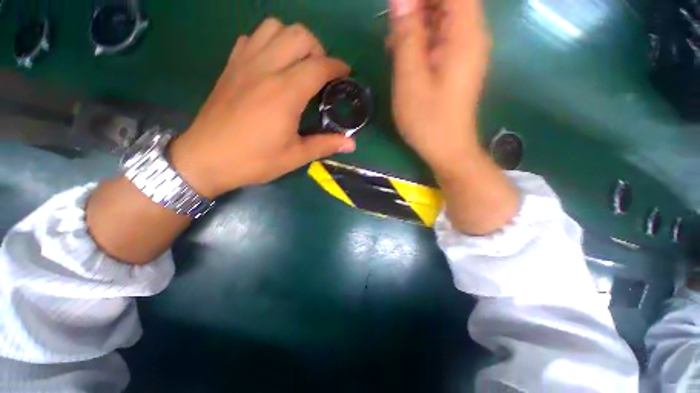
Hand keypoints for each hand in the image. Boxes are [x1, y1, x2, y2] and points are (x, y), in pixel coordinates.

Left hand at [171, 18, 355, 197]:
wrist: (205, 159)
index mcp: (285, 93)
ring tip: (298, 64)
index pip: (319, 66)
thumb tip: (352, 144)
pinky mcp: (230, 67)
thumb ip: (325, 145)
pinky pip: (251, 38)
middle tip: (321, 72)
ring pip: (274, 28)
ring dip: (292, 40)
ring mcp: (244, 64)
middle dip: (317, 49)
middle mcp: (266, 69)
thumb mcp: (295, 157)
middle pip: (299, 35)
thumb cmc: (254, 160)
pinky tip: (271, 64)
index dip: (337, 66)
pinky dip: (267, 42)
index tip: (345, 73)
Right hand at [389, 0, 490, 174]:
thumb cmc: (428, 120)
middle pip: (447, 2)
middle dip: (417, 7)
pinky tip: (403, 55)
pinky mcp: (457, 64)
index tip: (399, 8)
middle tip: (393, 28)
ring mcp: (465, 51)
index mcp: (465, 33)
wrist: (447, 149)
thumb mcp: (410, 79)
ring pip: (442, 18)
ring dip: (416, 24)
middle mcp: (471, 35)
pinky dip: (420, 40)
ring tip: (393, 44)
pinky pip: (440, 38)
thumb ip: (407, 35)